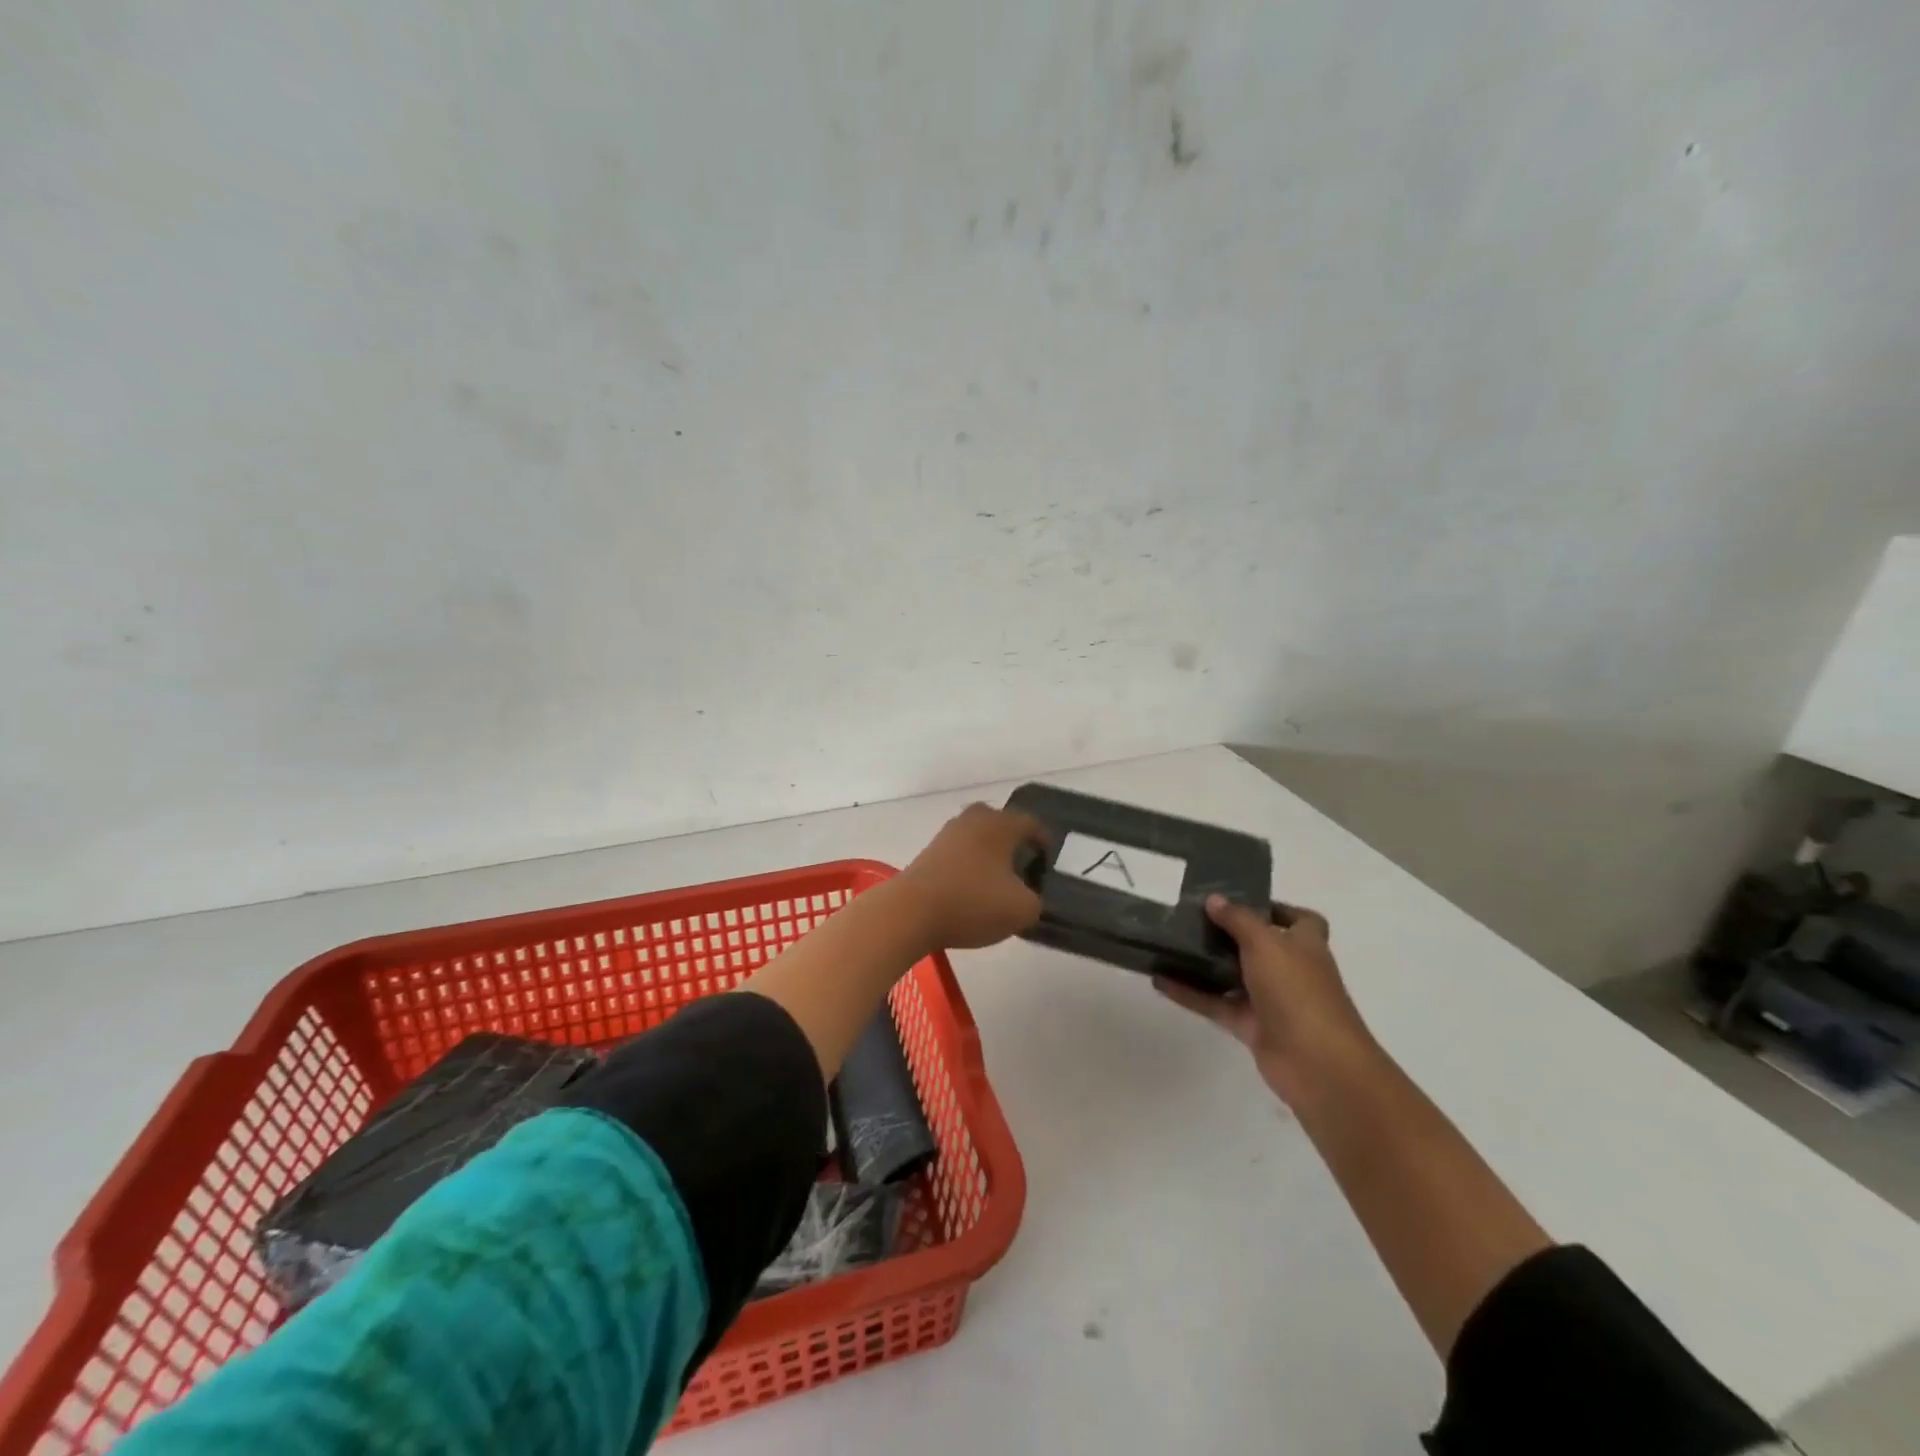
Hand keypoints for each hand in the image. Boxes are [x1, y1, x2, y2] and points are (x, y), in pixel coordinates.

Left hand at [891, 803, 1048, 950]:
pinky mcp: (929, 852)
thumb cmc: (973, 902)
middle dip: (1014, 844)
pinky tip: (972, 889)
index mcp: (1002, 824)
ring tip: (998, 882)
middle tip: (1024, 868)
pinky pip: (959, 853)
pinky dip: (969, 866)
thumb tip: (1028, 898)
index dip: (1044, 842)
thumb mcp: (1022, 910)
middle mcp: (974, 819)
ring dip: (989, 855)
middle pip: (1002, 825)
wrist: (911, 911)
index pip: (1032, 824)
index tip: (1047, 861)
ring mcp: (948, 834)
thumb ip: (1035, 901)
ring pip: (978, 838)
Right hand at [1156, 896, 1381, 1105]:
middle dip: (1229, 934)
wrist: (1315, 1062)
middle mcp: (1291, 971)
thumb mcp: (1265, 943)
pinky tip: (1160, 981)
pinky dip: (1190, 994)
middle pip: (1259, 947)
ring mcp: (1271, 1001)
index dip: (1277, 909)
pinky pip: (1216, 1004)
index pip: (1300, 920)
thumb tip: (1214, 899)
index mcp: (1306, 945)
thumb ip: (1238, 920)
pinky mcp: (1251, 1027)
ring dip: (1205, 964)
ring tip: (1170, 944)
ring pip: (1233, 976)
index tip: (1242, 900)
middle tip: (1192, 916)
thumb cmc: (1297, 990)